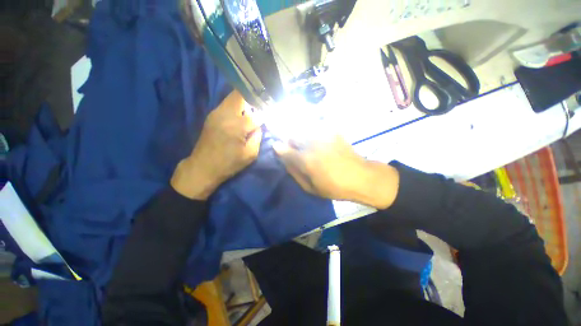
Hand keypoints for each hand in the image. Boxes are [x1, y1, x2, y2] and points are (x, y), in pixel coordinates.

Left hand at [171, 91, 262, 199]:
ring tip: (253, 111)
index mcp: (237, 126)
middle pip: (241, 95)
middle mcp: (225, 114)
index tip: (271, 114)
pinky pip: (228, 104)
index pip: (256, 113)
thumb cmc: (229, 163)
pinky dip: (237, 106)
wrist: (202, 167)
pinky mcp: (212, 115)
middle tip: (261, 108)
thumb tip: (260, 125)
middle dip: (254, 99)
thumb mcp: (250, 154)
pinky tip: (242, 116)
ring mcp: (216, 113)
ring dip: (245, 101)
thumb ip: (258, 137)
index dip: (265, 113)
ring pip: (233, 97)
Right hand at [273, 136, 399, 209]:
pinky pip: (317, 128)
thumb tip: (285, 161)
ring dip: (302, 136)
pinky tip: (320, 142)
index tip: (277, 147)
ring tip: (308, 145)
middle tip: (296, 148)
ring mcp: (323, 135)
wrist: (360, 176)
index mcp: (305, 159)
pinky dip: (314, 133)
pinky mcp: (333, 132)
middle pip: (293, 135)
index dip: (278, 148)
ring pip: (304, 130)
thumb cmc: (334, 187)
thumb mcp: (310, 188)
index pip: (284, 149)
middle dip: (290, 141)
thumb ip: (295, 173)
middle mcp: (312, 144)